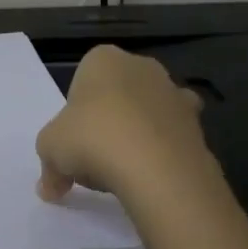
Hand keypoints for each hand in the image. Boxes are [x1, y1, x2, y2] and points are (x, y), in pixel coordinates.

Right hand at [36, 45, 217, 202]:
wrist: (157, 168)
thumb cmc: (92, 140)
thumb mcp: (50, 150)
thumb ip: (49, 167)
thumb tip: (50, 189)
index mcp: (103, 59)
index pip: (84, 79)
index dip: (76, 112)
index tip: (73, 139)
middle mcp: (142, 67)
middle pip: (118, 95)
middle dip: (108, 121)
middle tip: (94, 157)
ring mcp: (175, 93)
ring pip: (147, 114)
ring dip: (137, 136)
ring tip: (123, 172)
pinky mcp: (198, 124)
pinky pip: (171, 138)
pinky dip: (162, 154)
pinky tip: (149, 178)